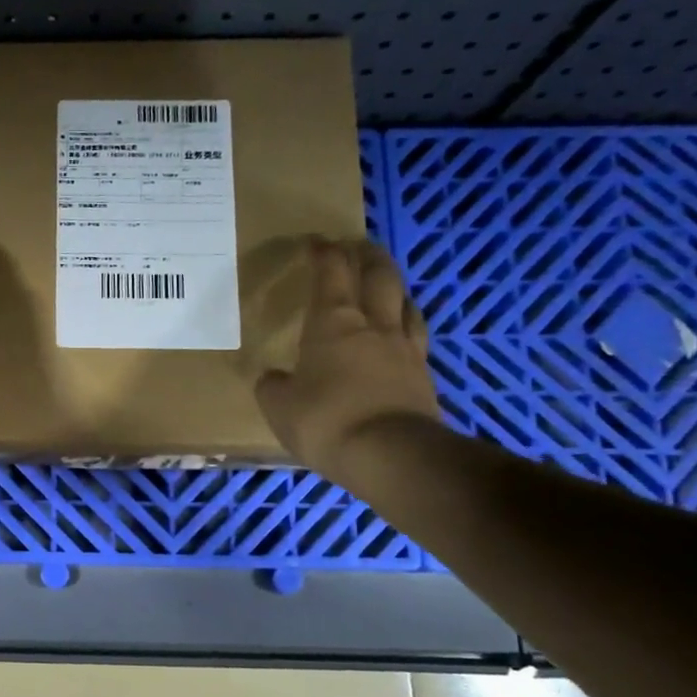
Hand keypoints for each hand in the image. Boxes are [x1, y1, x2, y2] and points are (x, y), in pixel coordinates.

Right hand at [255, 236, 440, 481]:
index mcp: (332, 323)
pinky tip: (402, 329)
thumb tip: (273, 377)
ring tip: (385, 282)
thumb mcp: (278, 406)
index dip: (323, 252)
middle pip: (377, 275)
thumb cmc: (325, 421)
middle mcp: (372, 325)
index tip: (315, 242)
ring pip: (403, 301)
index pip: (330, 272)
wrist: (391, 455)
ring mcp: (404, 348)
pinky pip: (416, 334)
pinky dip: (407, 321)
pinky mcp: (423, 374)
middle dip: (366, 256)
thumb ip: (274, 386)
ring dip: (393, 284)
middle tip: (357, 247)